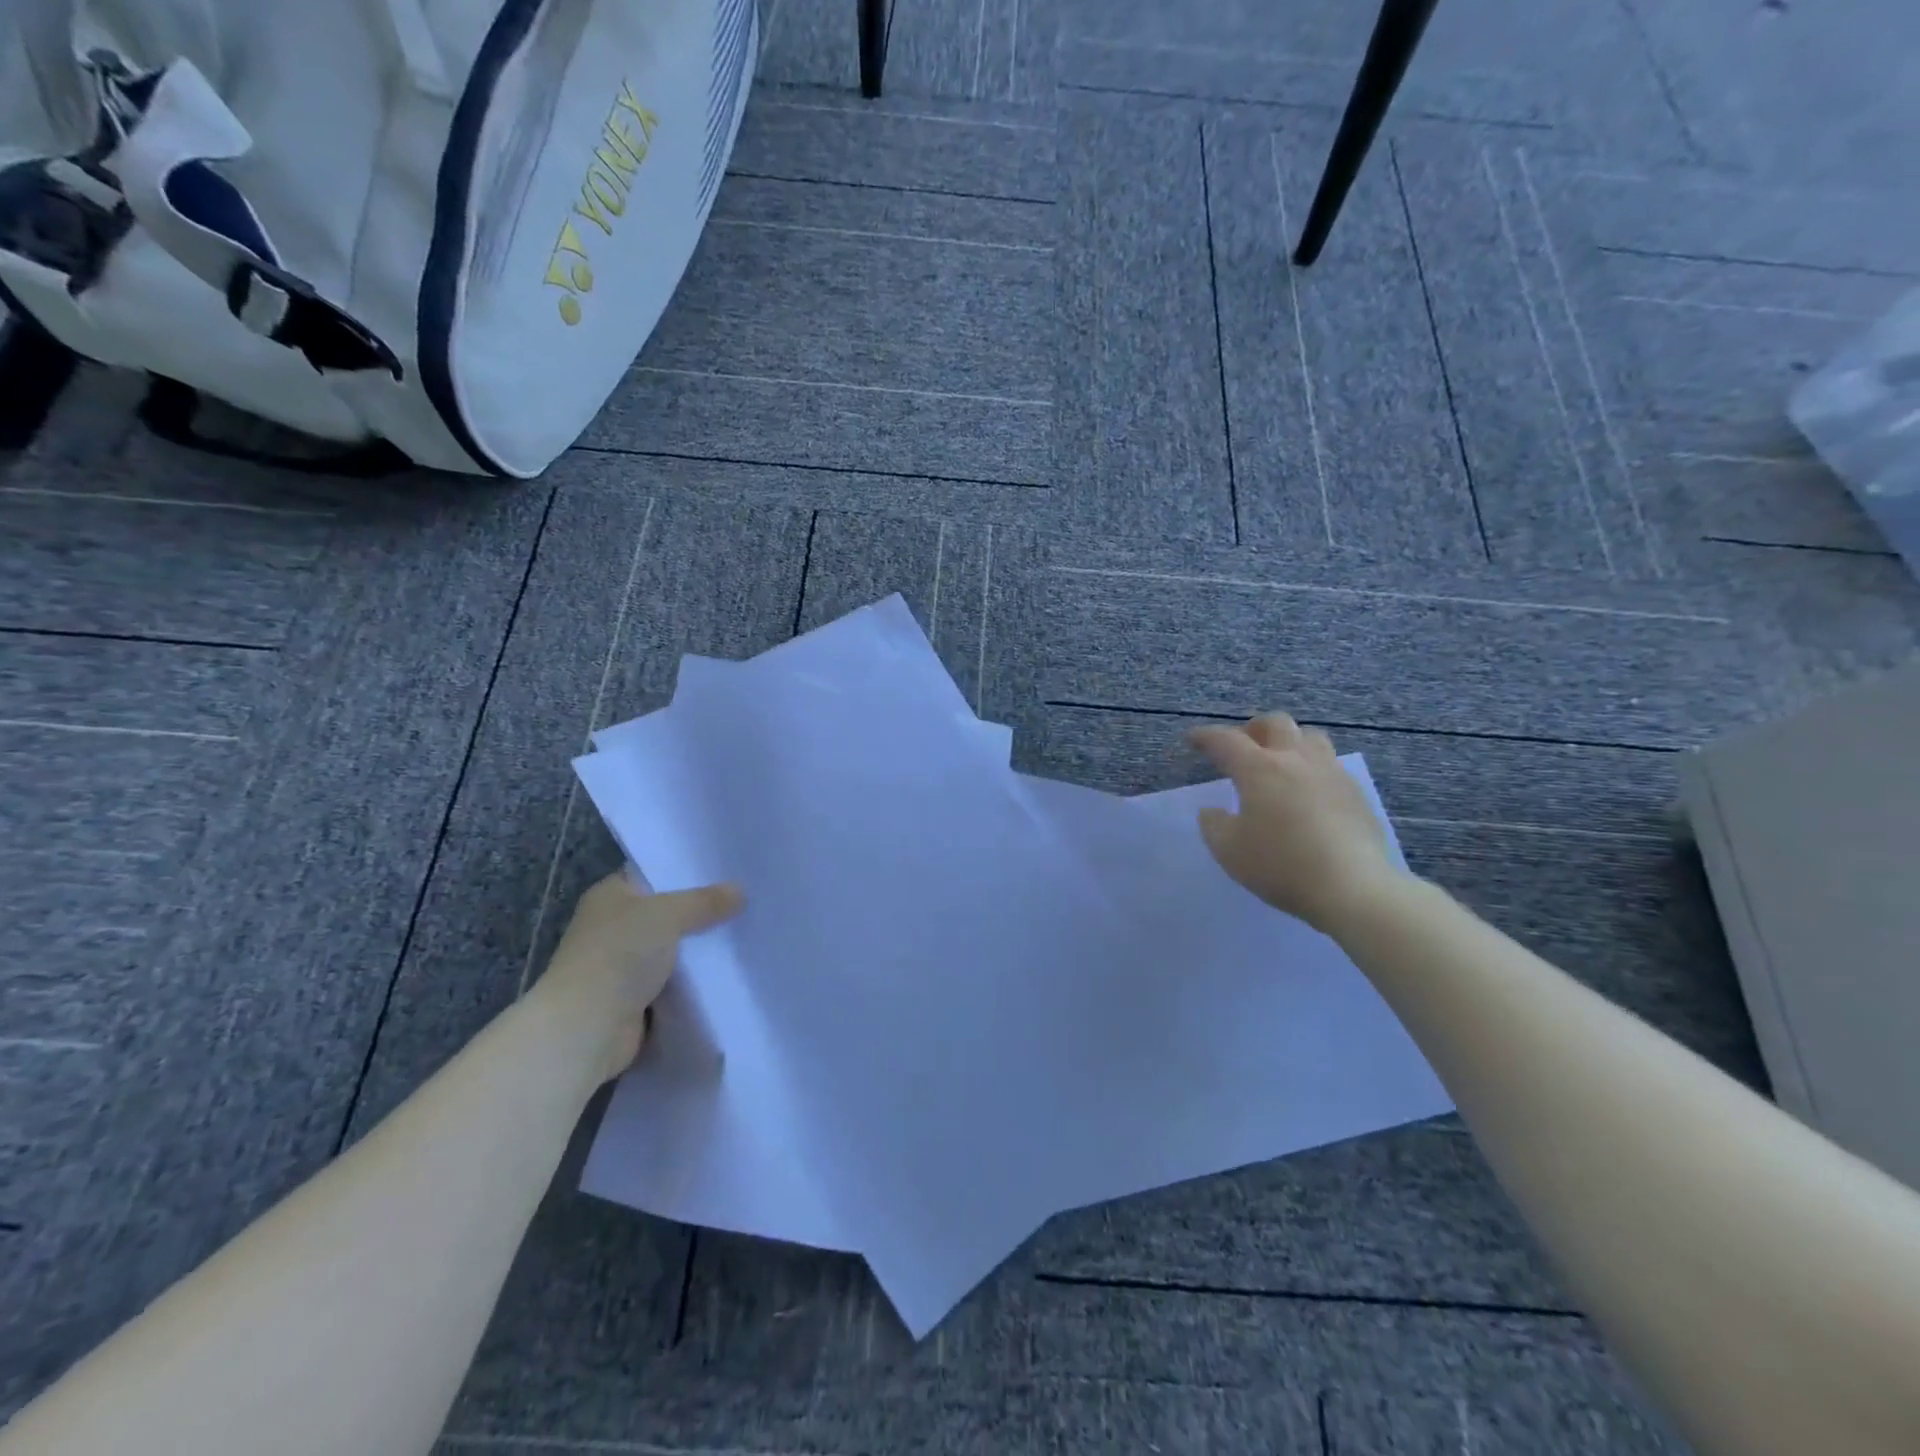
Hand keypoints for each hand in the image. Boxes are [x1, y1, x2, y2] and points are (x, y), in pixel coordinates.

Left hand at [532, 871, 742, 1081]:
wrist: (586, 1028)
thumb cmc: (619, 955)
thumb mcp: (668, 914)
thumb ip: (705, 901)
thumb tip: (740, 891)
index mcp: (611, 895)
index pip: (653, 874)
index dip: (687, 871)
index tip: (727, 870)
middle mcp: (614, 926)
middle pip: (667, 913)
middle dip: (702, 912)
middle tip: (745, 902)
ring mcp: (623, 965)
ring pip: (674, 950)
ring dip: (700, 950)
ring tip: (746, 934)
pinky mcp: (635, 1000)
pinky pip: (675, 983)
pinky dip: (695, 982)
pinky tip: (729, 971)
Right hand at [1189, 713, 1405, 935]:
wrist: (1353, 888)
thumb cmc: (1281, 866)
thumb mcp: (1229, 851)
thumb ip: (1214, 825)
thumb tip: (1213, 811)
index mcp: (1259, 769)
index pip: (1226, 740)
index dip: (1205, 736)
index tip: (1193, 739)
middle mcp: (1296, 760)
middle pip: (1275, 723)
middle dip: (1252, 729)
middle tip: (1241, 748)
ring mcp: (1331, 773)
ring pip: (1310, 737)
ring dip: (1289, 742)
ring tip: (1280, 763)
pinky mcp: (1355, 793)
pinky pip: (1330, 764)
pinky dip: (1312, 768)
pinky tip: (1308, 793)